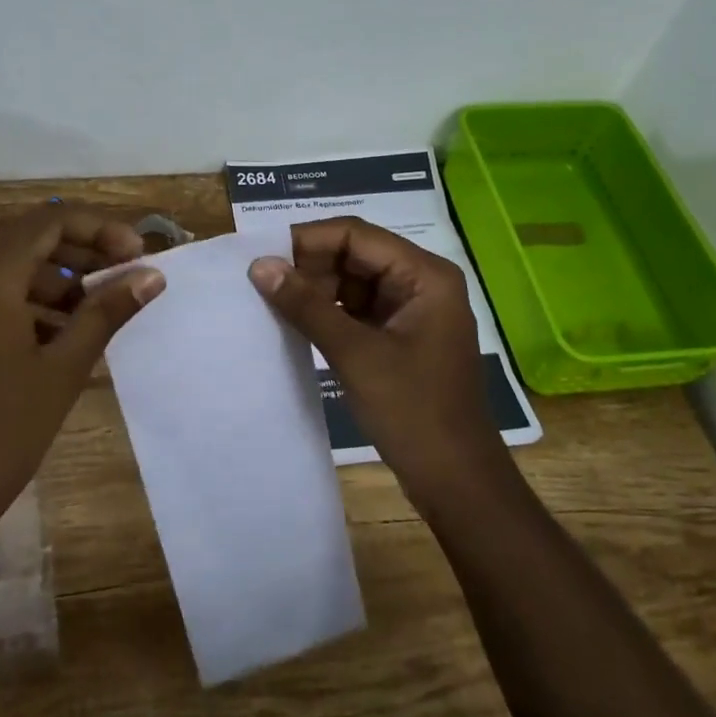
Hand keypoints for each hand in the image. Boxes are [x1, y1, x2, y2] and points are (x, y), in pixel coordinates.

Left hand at [0, 205, 163, 581]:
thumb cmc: (1, 431)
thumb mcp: (64, 368)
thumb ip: (107, 312)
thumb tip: (152, 276)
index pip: (50, 220)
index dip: (100, 229)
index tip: (137, 256)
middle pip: (31, 241)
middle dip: (83, 253)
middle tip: (125, 278)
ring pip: (12, 272)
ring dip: (59, 282)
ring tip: (98, 314)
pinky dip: (32, 306)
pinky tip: (61, 341)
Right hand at [249, 217, 511, 510]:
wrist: (456, 482)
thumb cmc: (413, 412)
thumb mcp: (355, 354)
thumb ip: (306, 306)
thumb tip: (259, 265)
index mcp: (424, 274)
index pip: (356, 235)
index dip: (307, 240)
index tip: (261, 254)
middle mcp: (421, 282)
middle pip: (355, 254)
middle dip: (310, 266)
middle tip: (262, 282)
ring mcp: (412, 310)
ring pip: (353, 282)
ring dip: (316, 290)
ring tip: (272, 302)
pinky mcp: (401, 336)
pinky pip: (357, 309)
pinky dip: (328, 313)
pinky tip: (296, 323)